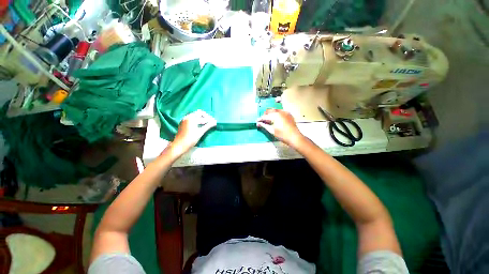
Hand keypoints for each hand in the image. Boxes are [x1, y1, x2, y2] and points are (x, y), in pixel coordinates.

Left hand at [168, 110, 216, 156]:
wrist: (179, 145)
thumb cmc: (190, 139)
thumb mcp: (200, 132)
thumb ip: (208, 126)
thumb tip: (215, 122)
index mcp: (191, 118)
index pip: (202, 115)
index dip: (209, 118)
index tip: (214, 122)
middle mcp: (187, 117)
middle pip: (198, 113)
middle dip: (205, 117)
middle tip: (210, 122)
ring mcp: (184, 120)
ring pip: (194, 116)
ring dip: (201, 119)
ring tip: (206, 124)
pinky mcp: (183, 124)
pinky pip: (191, 119)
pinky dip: (196, 121)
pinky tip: (199, 126)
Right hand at [257, 109, 305, 148]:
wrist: (294, 137)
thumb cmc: (282, 135)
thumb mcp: (272, 131)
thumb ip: (264, 125)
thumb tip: (259, 123)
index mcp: (275, 116)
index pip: (265, 116)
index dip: (260, 119)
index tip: (257, 121)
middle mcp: (280, 112)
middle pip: (270, 111)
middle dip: (265, 115)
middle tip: (262, 120)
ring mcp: (285, 112)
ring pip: (275, 110)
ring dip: (271, 113)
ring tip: (269, 119)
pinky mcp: (289, 114)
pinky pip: (281, 111)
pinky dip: (277, 114)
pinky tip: (276, 118)